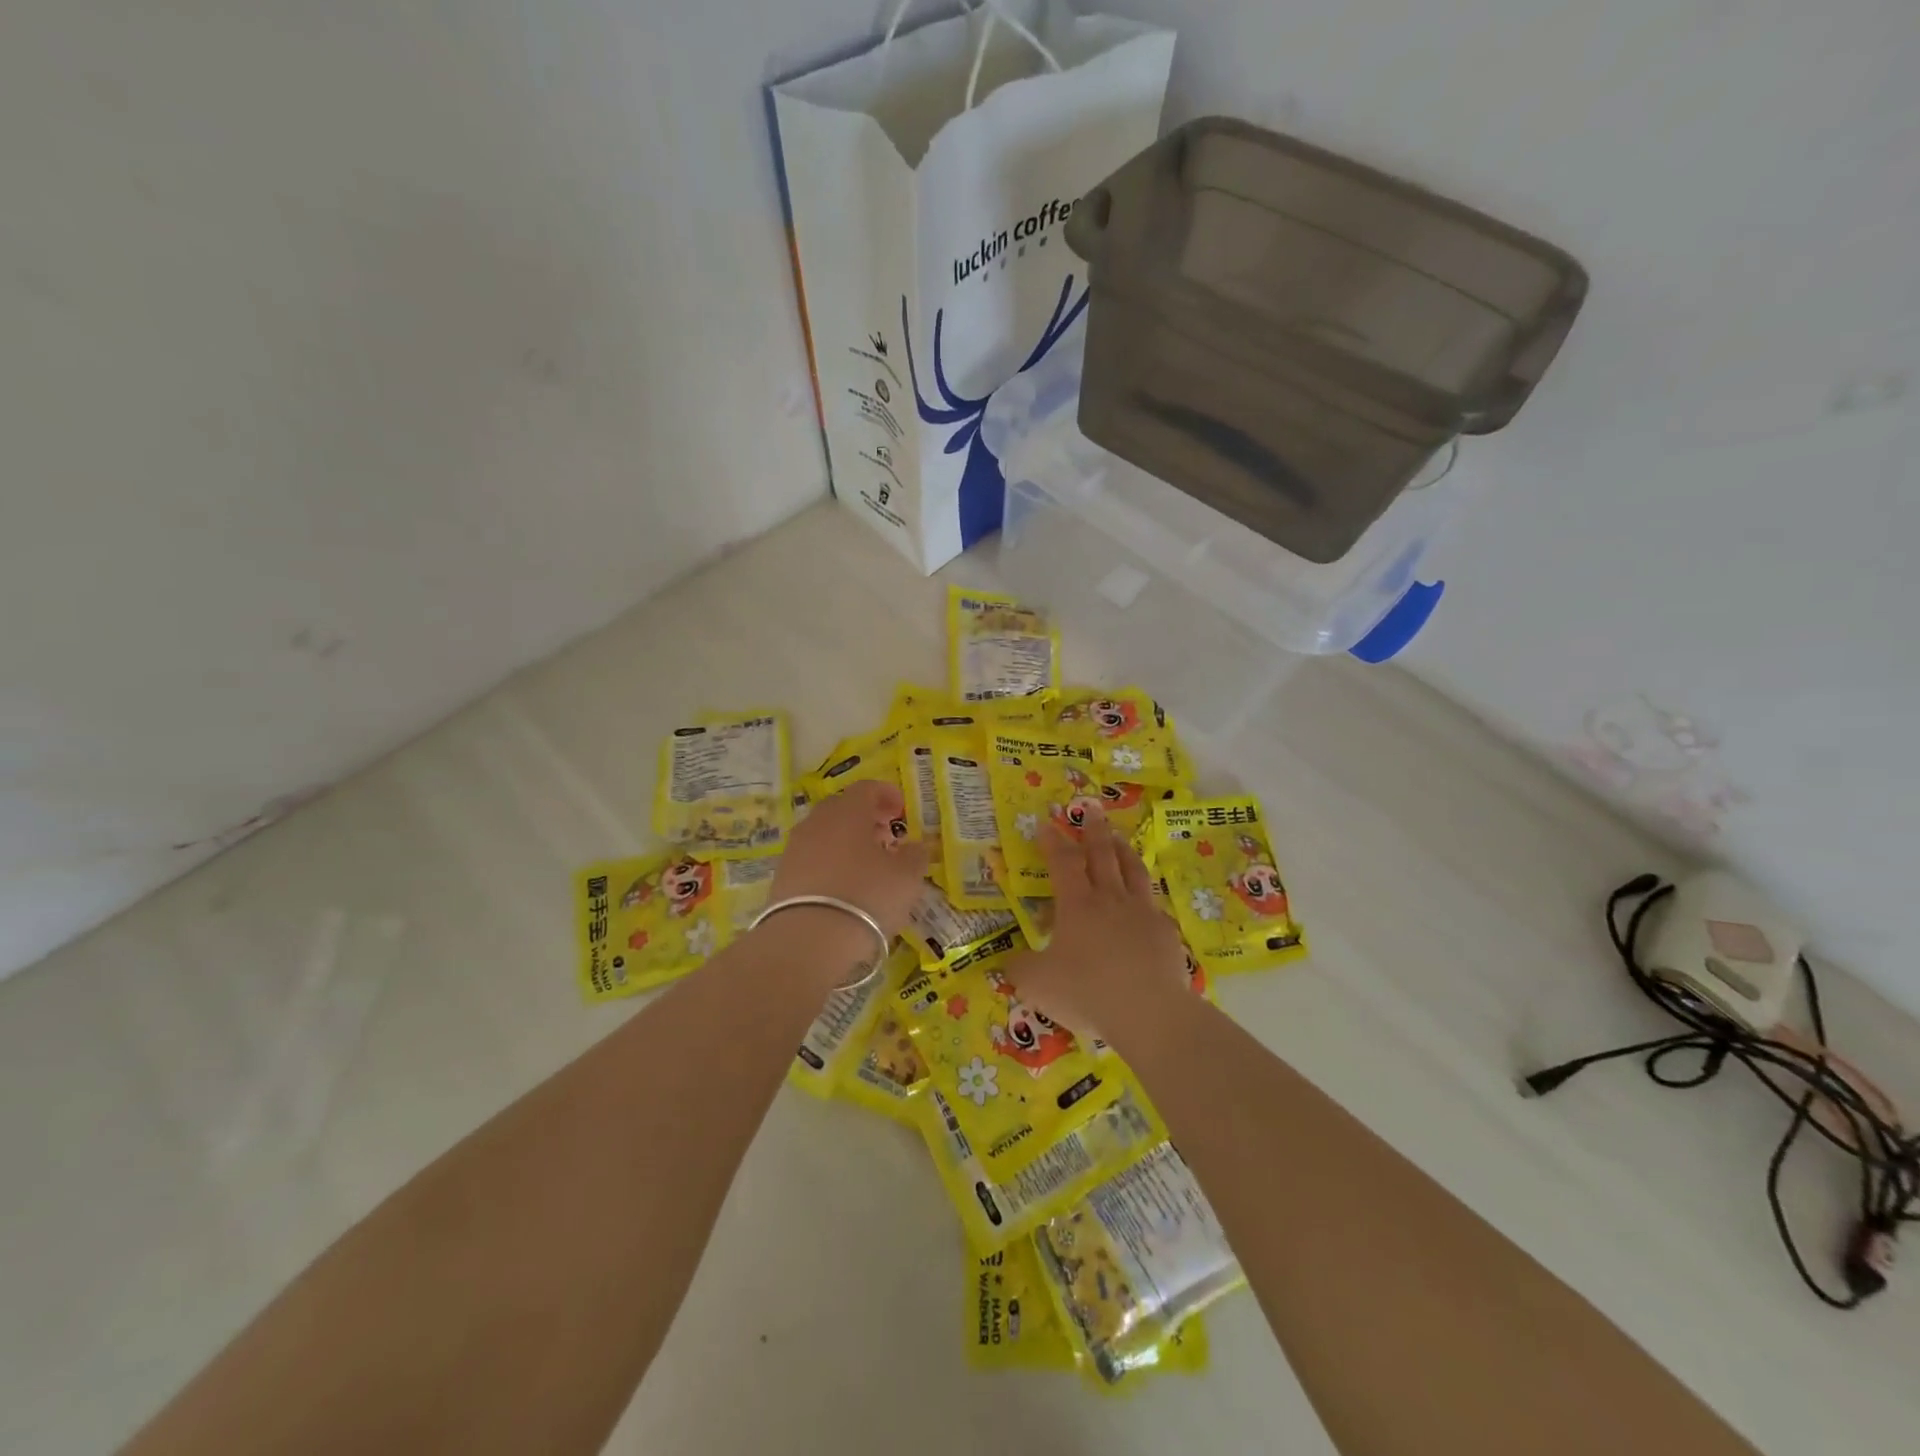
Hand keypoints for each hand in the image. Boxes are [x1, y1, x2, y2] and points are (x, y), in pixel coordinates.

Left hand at [769, 779, 928, 942]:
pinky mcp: (782, 876)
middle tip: (885, 835)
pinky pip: (811, 859)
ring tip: (866, 865)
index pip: (867, 788)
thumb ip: (915, 856)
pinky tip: (842, 887)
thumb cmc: (866, 896)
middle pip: (842, 808)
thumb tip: (915, 846)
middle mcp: (817, 822)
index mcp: (848, 811)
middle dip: (865, 818)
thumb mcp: (906, 877)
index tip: (900, 810)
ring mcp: (795, 849)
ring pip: (824, 834)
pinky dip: (829, 864)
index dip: (886, 795)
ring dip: (846, 842)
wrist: (807, 940)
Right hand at [1003, 806, 1188, 1046]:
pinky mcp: (1166, 933)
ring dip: (1124, 851)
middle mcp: (1111, 899)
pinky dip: (1146, 896)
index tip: (1046, 824)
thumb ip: (1019, 968)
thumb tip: (1008, 961)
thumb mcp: (1037, 984)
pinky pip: (1154, 905)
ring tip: (1120, 839)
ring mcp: (1143, 913)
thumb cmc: (1086, 991)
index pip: (1062, 862)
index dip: (1053, 842)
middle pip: (1102, 855)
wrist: (1148, 1011)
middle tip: (1092, 810)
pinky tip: (1145, 902)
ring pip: (1133, 870)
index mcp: (1077, 904)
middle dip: (1094, 831)